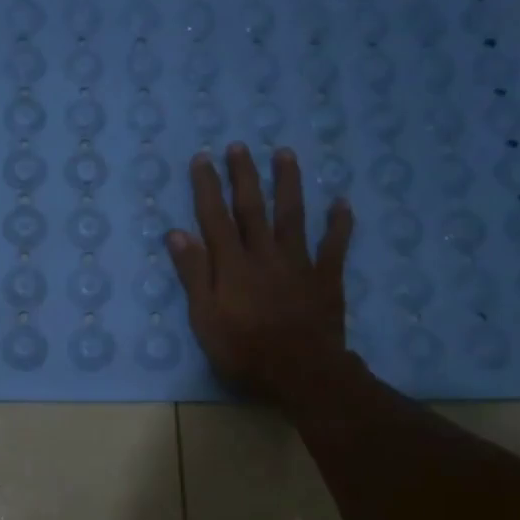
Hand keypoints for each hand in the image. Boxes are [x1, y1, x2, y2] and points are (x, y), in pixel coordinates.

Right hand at [166, 143, 364, 409]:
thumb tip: (177, 234)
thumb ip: (194, 275)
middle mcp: (264, 254)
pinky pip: (334, 245)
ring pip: (293, 215)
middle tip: (240, 146)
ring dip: (288, 183)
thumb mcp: (205, 319)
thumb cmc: (244, 351)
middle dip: (244, 175)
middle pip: (253, 208)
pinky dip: (339, 224)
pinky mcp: (326, 278)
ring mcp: (299, 263)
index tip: (203, 158)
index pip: (215, 217)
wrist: (302, 373)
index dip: (207, 187)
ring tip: (285, 154)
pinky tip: (342, 202)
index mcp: (232, 265)